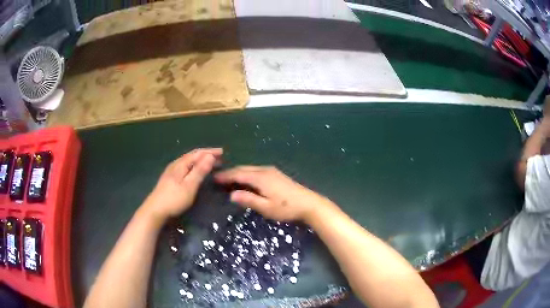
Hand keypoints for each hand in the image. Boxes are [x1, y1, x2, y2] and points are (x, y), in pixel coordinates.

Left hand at [142, 148, 222, 221]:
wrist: (155, 210)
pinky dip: (194, 166)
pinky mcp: (170, 179)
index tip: (222, 152)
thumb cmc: (174, 199)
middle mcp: (175, 164)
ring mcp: (171, 171)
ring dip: (200, 161)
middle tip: (219, 158)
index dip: (210, 151)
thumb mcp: (189, 186)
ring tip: (210, 164)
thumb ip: (199, 171)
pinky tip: (196, 171)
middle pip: (192, 156)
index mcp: (180, 164)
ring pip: (188, 162)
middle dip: (206, 155)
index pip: (197, 153)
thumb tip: (210, 156)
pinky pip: (185, 167)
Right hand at [215, 166, 330, 221]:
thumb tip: (232, 194)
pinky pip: (256, 170)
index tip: (214, 178)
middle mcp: (265, 170)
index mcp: (260, 177)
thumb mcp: (266, 208)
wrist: (309, 203)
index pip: (238, 174)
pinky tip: (246, 179)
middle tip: (218, 178)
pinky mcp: (276, 174)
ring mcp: (272, 171)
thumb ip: (249, 200)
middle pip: (243, 168)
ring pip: (250, 168)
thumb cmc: (287, 208)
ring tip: (229, 179)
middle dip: (230, 172)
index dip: (226, 176)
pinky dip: (247, 173)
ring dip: (239, 172)